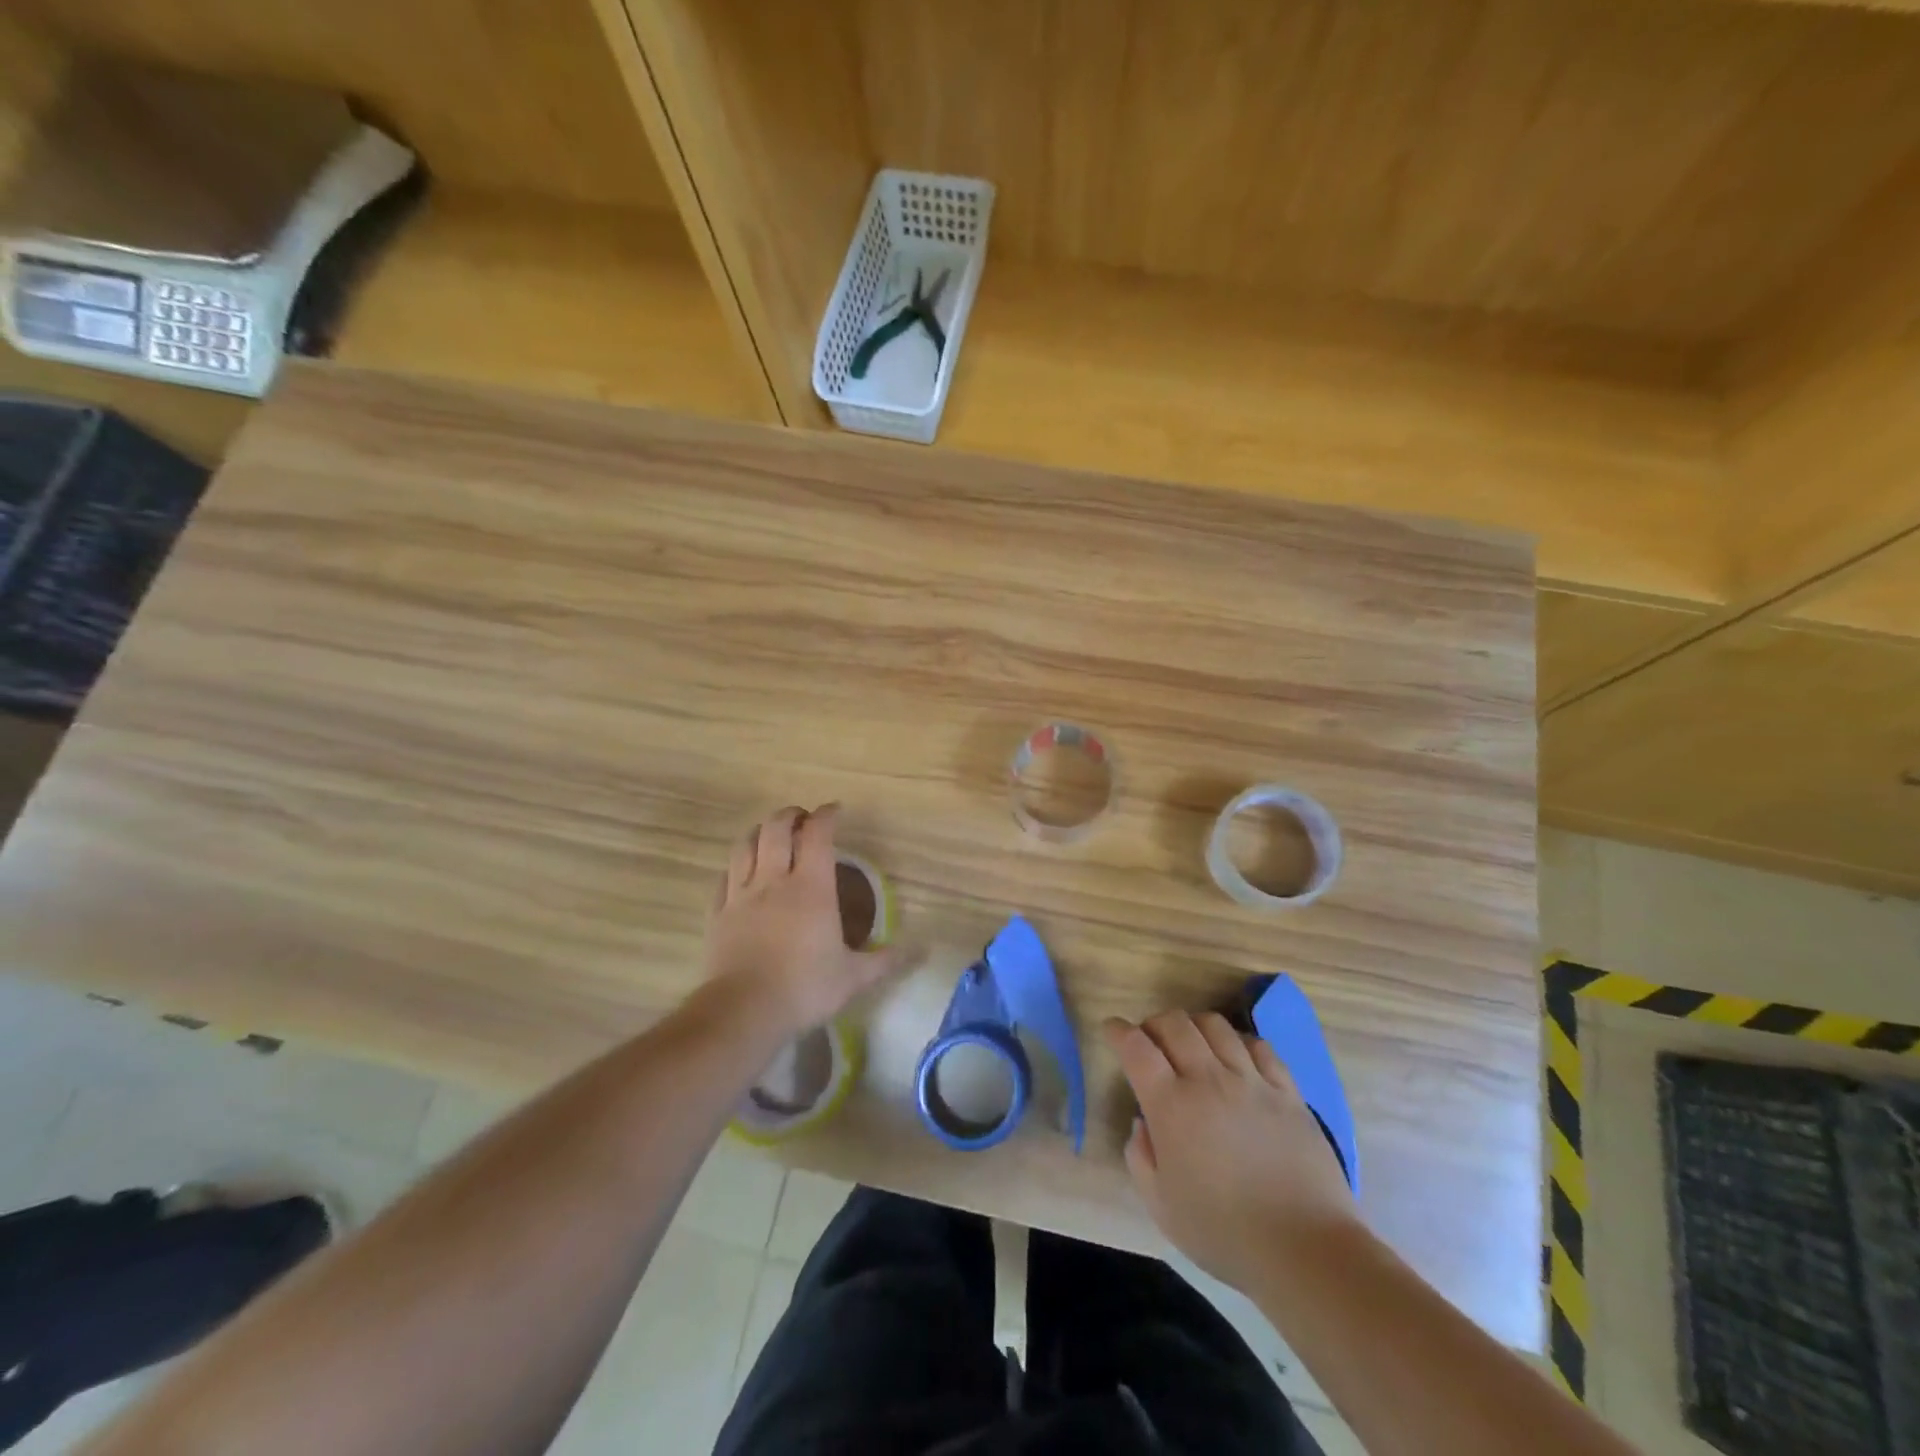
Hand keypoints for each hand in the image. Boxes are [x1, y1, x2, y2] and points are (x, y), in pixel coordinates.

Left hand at [706, 805, 902, 1034]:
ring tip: (770, 835)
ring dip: (759, 832)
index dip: (826, 815)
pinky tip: (741, 872)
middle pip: (776, 828)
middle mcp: (773, 880)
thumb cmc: (804, 988)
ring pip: (745, 845)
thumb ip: (882, 960)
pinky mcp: (718, 913)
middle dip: (791, 815)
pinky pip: (725, 877)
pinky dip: (736, 865)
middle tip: (802, 819)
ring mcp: (741, 895)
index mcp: (811, 888)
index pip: (817, 834)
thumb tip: (915, 951)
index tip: (835, 811)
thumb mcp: (853, 978)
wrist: (743, 1011)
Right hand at [1103, 1010, 1361, 1292]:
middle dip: (1154, 1024)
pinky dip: (1239, 1041)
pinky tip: (1236, 1057)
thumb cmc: (1224, 1234)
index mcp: (1171, 1106)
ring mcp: (1251, 1081)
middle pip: (1175, 1024)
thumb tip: (1143, 1123)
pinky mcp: (1287, 1091)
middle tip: (1151, 1041)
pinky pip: (1259, 1046)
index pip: (1136, 1047)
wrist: (1306, 1250)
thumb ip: (1140, 1157)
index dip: (1119, 1031)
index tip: (1112, 1029)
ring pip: (1215, 1025)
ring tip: (1193, 1045)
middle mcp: (1208, 1080)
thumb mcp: (1161, 1206)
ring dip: (1194, 1026)